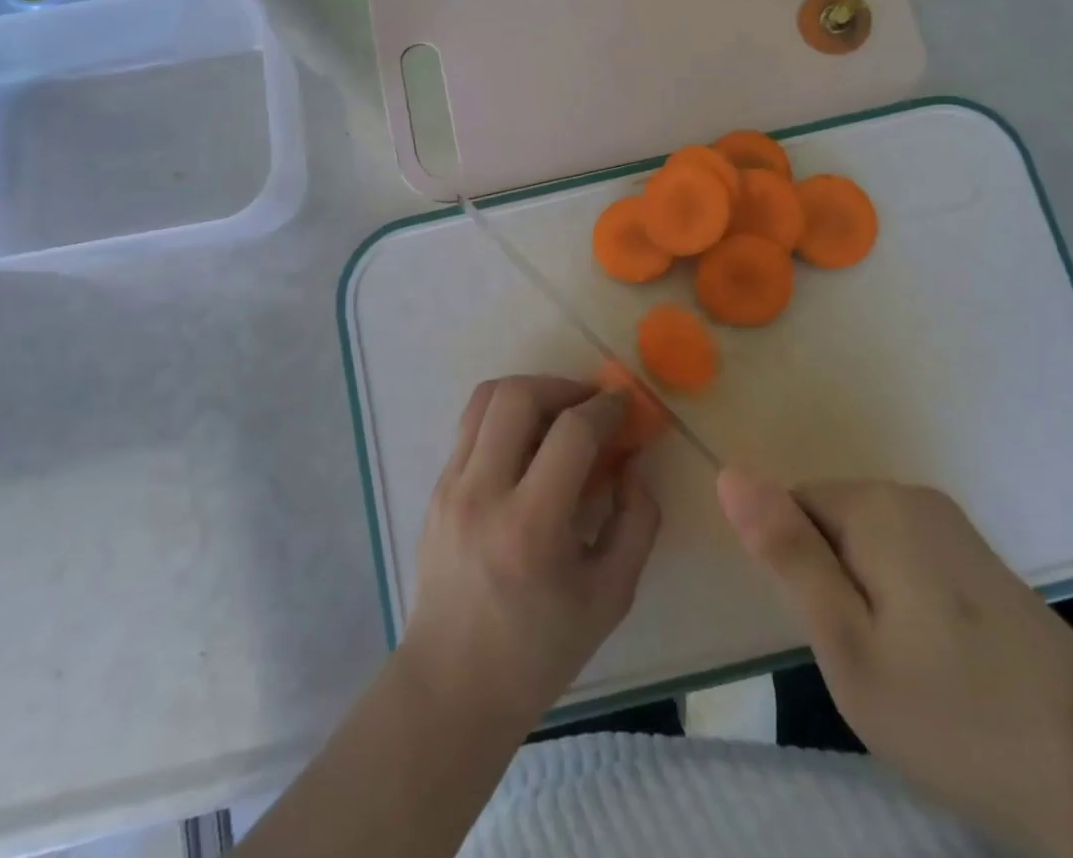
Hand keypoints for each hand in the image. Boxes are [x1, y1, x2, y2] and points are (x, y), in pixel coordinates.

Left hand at [403, 376, 662, 728]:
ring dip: (529, 391)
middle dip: (562, 385)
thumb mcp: (611, 597)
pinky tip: (528, 445)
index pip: (571, 433)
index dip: (605, 408)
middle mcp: (482, 493)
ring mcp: (450, 487)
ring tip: (557, 413)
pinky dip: (504, 417)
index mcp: (530, 527)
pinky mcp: (435, 488)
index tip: (624, 407)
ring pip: (485, 398)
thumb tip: (632, 463)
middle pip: (516, 395)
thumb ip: (637, 523)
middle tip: (589, 403)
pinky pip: (471, 426)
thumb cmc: (538, 650)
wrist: (452, 686)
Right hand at [718, 470, 1072, 857]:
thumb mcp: (847, 645)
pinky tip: (934, 657)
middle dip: (829, 582)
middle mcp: (911, 494)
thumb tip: (729, 473)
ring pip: (863, 543)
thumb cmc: (953, 712)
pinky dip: (898, 599)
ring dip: (862, 594)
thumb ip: (786, 554)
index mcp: (875, 505)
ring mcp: (949, 523)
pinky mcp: (974, 555)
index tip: (832, 633)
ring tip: (901, 665)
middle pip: (828, 521)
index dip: (798, 573)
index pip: (791, 508)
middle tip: (866, 660)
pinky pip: (901, 556)